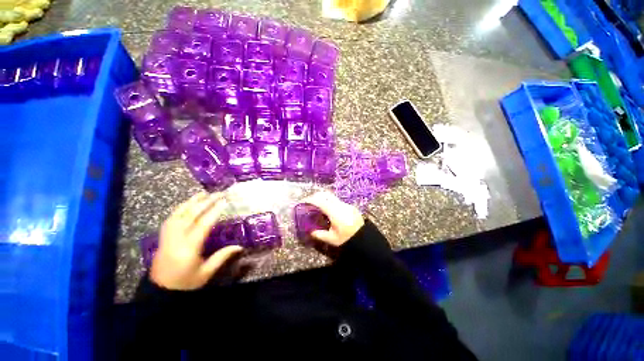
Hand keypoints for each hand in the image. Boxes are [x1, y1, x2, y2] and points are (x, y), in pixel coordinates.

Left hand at [151, 192, 242, 289]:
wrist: (160, 292)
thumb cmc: (186, 283)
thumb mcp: (206, 272)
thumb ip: (222, 257)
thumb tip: (240, 246)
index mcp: (189, 248)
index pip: (203, 224)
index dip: (214, 211)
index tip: (224, 201)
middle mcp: (176, 239)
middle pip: (191, 215)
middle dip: (205, 202)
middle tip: (218, 194)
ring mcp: (167, 237)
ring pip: (178, 214)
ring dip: (191, 202)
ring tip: (202, 194)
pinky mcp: (162, 238)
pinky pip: (170, 219)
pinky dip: (180, 209)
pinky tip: (187, 205)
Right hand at [301, 191, 363, 246]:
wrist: (365, 238)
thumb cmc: (347, 239)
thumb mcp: (332, 239)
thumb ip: (319, 235)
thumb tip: (310, 231)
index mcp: (335, 213)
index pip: (320, 201)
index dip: (311, 199)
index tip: (304, 201)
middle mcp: (340, 206)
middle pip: (326, 195)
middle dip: (316, 196)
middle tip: (309, 202)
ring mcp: (346, 205)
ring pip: (332, 196)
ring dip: (323, 198)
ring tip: (317, 205)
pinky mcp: (350, 206)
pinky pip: (337, 200)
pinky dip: (330, 201)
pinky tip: (328, 210)